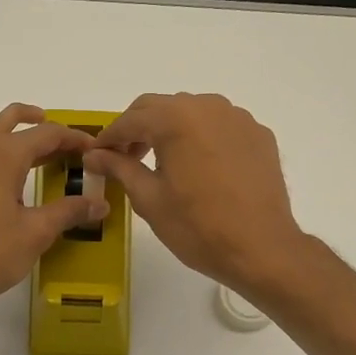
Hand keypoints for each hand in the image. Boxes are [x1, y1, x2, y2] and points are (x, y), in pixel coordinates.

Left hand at [0, 104, 107, 316]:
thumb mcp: (35, 233)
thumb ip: (68, 212)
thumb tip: (99, 204)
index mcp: (3, 153)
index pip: (47, 133)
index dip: (73, 138)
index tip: (93, 149)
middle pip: (12, 120)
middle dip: (40, 124)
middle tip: (63, 142)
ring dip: (12, 136)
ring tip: (32, 156)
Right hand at [84, 93, 309, 293]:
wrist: (261, 248)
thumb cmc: (198, 227)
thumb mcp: (150, 199)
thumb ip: (120, 168)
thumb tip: (94, 155)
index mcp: (176, 119)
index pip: (131, 119)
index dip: (109, 138)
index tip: (96, 156)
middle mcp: (208, 106)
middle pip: (161, 107)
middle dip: (138, 129)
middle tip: (124, 159)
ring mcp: (238, 118)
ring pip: (192, 112)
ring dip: (170, 130)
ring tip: (162, 163)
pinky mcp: (259, 135)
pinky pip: (220, 126)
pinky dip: (201, 138)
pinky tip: (199, 168)